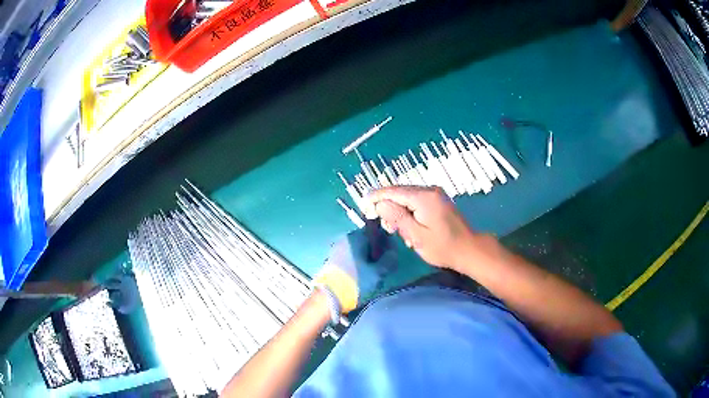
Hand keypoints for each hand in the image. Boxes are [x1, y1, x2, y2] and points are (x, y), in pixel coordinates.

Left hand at [315, 230, 396, 312]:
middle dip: (377, 252)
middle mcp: (344, 239)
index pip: (376, 232)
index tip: (392, 254)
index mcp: (355, 237)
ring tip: (375, 274)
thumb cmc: (354, 283)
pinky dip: (359, 265)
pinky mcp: (332, 262)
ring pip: (359, 251)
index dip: (387, 242)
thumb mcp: (378, 273)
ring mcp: (336, 250)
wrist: (327, 299)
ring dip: (368, 260)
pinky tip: (363, 277)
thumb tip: (393, 252)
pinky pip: (351, 258)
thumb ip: (389, 259)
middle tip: (385, 266)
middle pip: (367, 242)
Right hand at [369, 186, 477, 269]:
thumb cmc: (443, 247)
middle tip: (387, 228)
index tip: (363, 206)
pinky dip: (408, 213)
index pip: (393, 191)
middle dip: (388, 208)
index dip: (376, 197)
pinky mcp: (437, 201)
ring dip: (398, 212)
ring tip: (399, 232)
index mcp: (424, 197)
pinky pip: (416, 202)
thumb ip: (397, 217)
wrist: (469, 250)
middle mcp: (429, 190)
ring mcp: (435, 195)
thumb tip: (380, 204)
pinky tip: (410, 228)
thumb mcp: (417, 236)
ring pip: (407, 198)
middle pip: (399, 193)